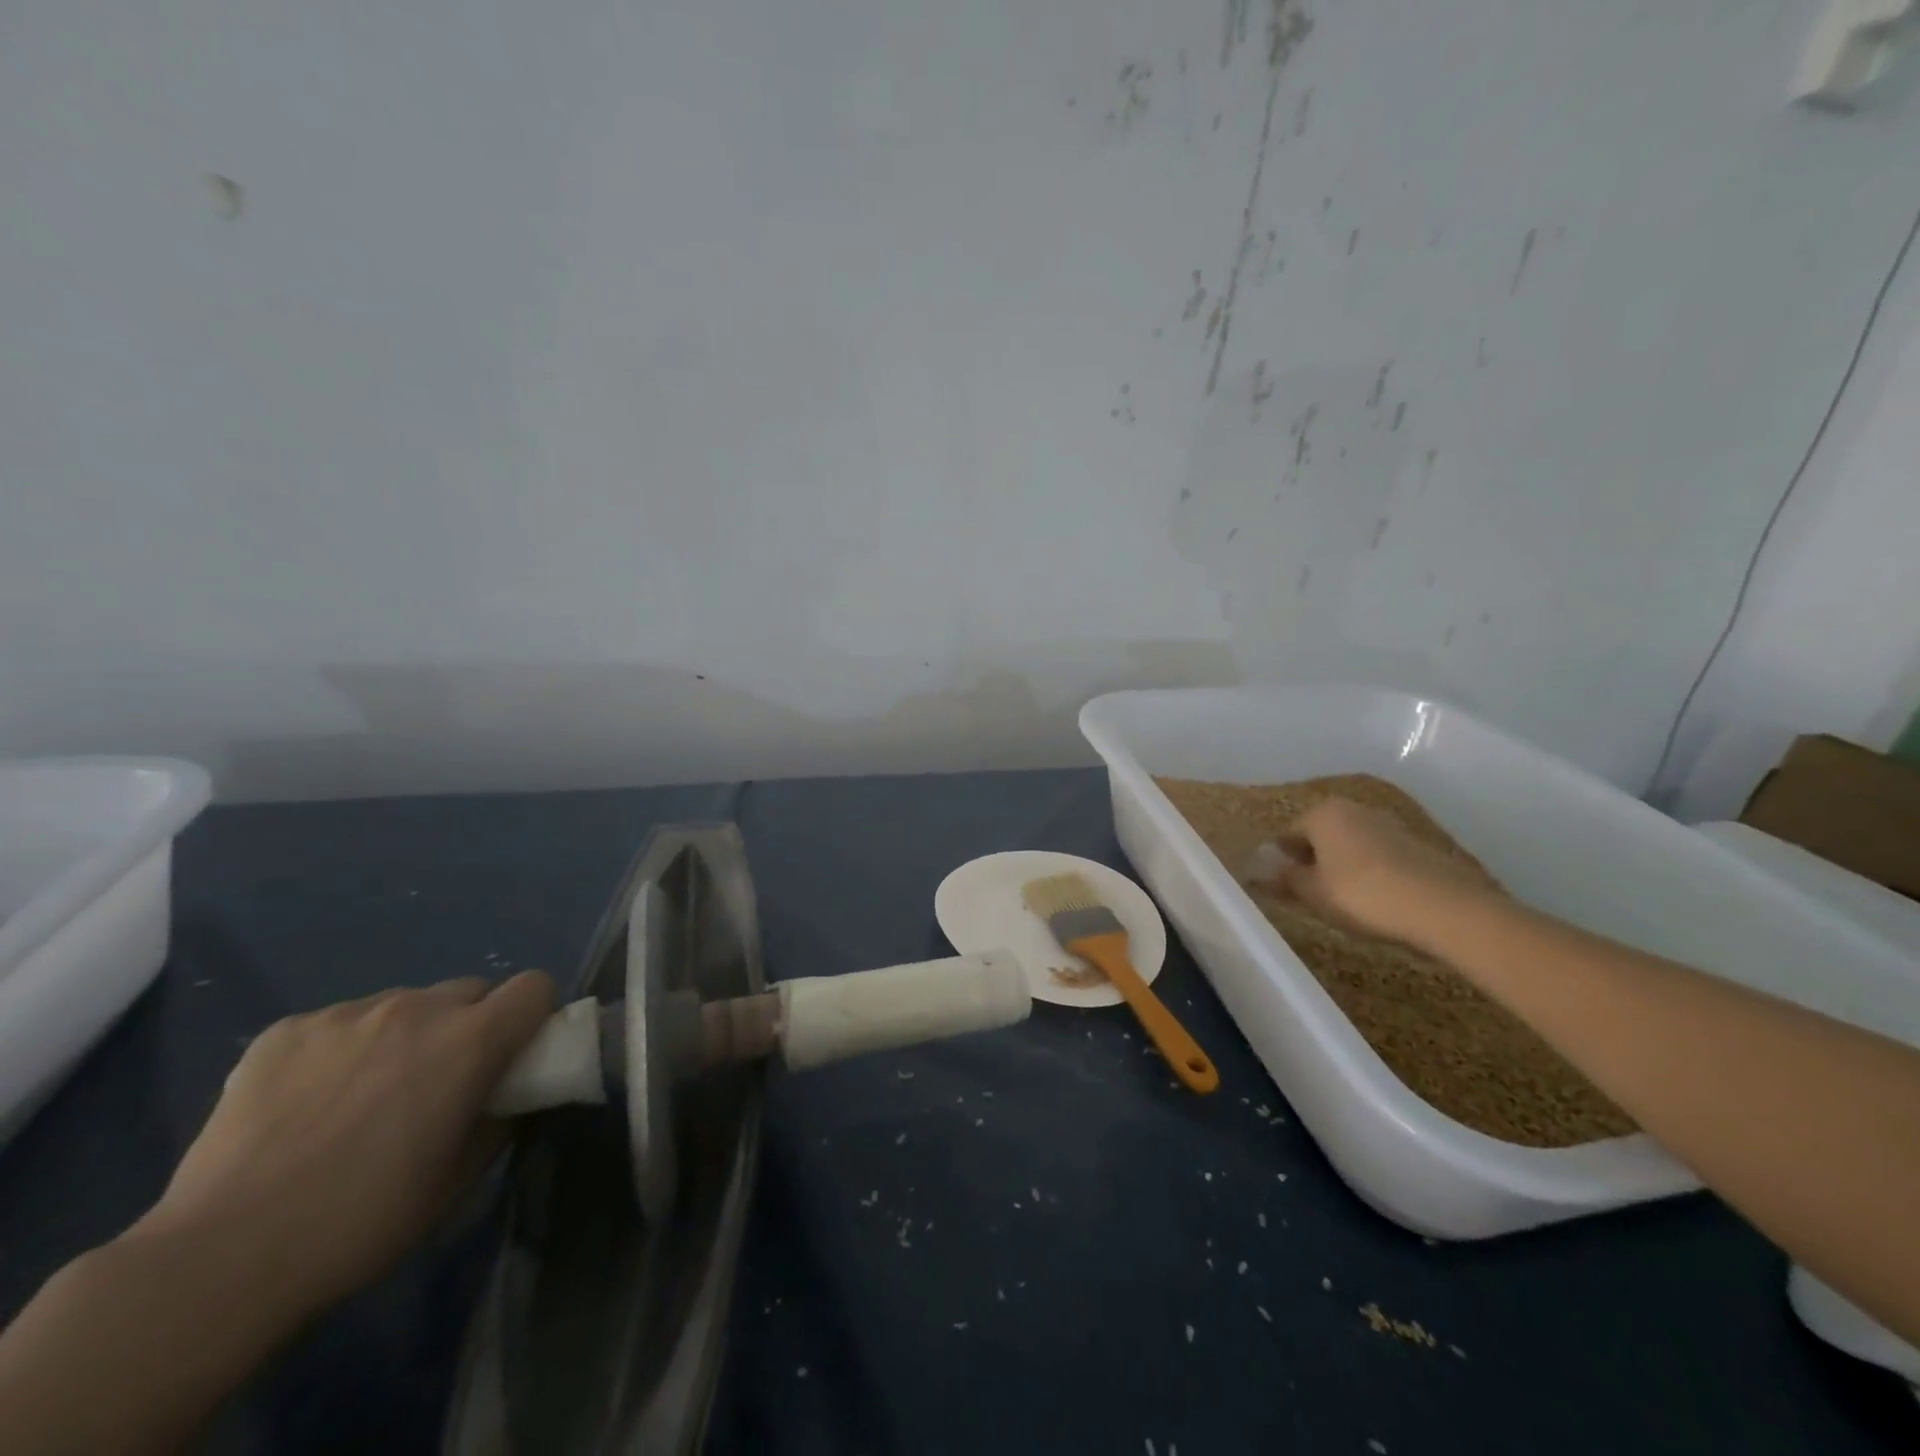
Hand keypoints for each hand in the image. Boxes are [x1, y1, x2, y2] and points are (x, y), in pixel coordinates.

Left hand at [137, 972, 552, 1322]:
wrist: (221, 1259)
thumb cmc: (364, 1221)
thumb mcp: (460, 1177)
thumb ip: (501, 1117)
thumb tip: (510, 1094)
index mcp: (471, 1039)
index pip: (534, 986)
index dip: (533, 1015)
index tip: (516, 1053)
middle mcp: (417, 1008)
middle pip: (471, 990)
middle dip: (470, 1025)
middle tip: (441, 1081)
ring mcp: (347, 1014)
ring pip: (404, 1004)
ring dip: (406, 1035)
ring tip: (364, 1095)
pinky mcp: (286, 1030)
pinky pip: (340, 1023)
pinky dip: (343, 1049)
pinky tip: (308, 1103)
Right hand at [1265, 798, 1491, 946]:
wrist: (1444, 909)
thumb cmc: (1362, 895)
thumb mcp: (1313, 893)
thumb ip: (1283, 880)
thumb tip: (1257, 873)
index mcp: (1323, 813)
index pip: (1286, 834)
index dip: (1279, 862)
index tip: (1279, 888)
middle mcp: (1354, 810)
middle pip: (1320, 836)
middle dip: (1311, 862)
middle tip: (1308, 896)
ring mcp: (1388, 825)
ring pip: (1350, 846)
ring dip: (1340, 867)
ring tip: (1341, 901)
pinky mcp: (1416, 846)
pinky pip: (1377, 857)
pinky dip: (1368, 873)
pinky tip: (1373, 900)